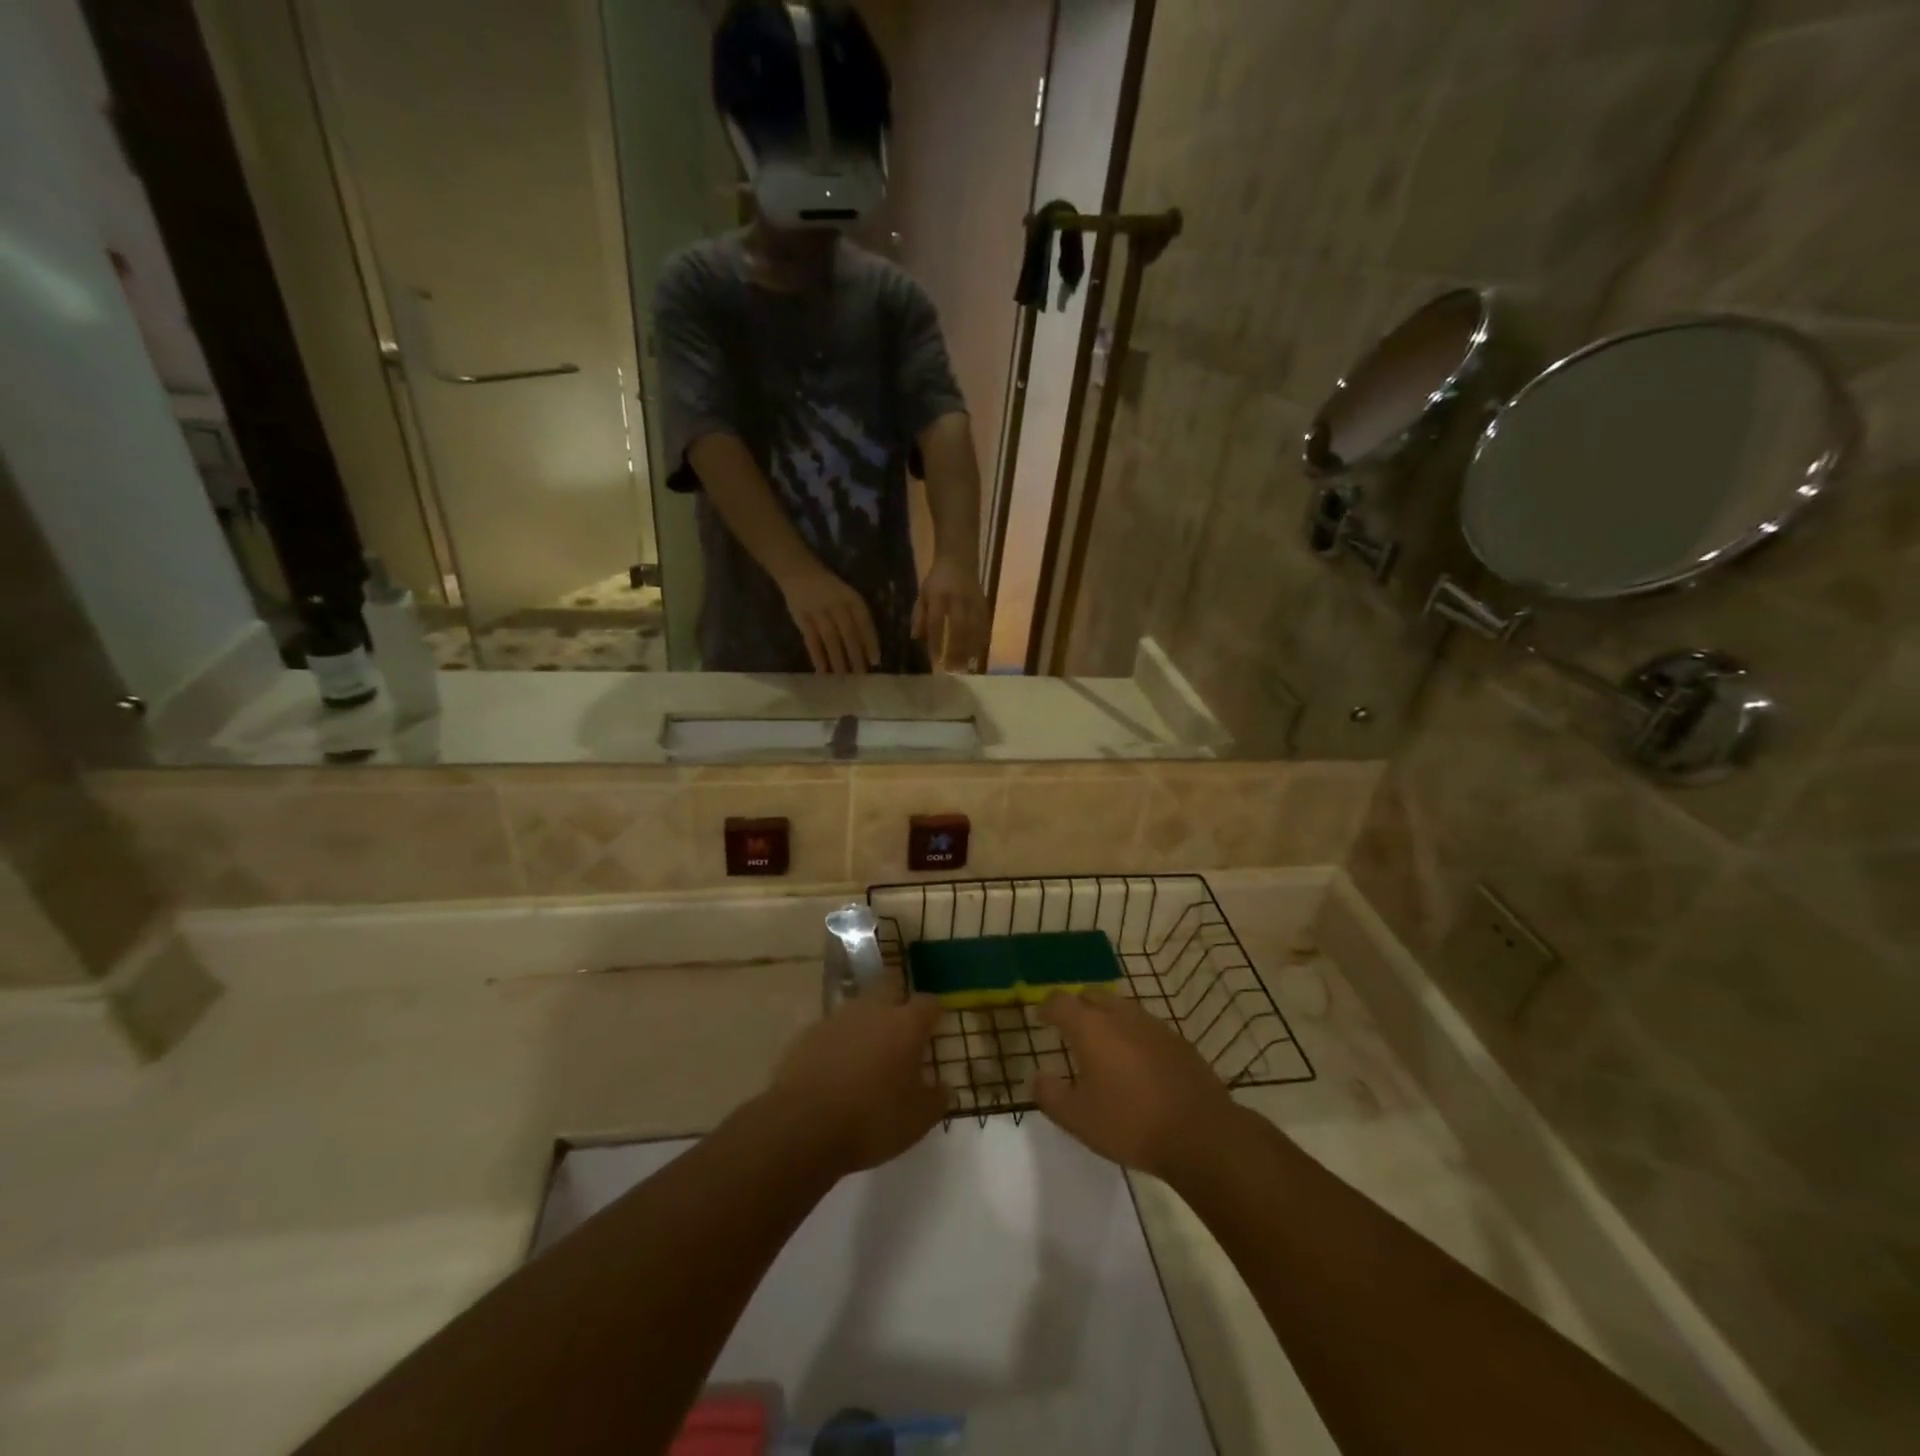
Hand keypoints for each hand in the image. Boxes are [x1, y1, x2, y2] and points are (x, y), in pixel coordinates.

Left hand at [771, 995, 948, 1174]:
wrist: (802, 1127)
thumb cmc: (872, 1120)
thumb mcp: (918, 1120)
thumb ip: (936, 1099)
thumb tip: (945, 1087)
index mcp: (906, 1024)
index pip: (928, 1002)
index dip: (933, 1013)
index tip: (934, 1027)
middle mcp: (873, 1010)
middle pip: (889, 985)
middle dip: (897, 998)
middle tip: (900, 1026)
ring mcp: (837, 1018)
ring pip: (858, 1006)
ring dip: (866, 1021)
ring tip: (867, 1052)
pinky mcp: (807, 1034)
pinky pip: (831, 1029)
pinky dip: (838, 1042)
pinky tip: (836, 1068)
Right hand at [780, 564, 880, 673]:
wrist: (799, 572)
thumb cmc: (829, 589)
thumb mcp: (847, 596)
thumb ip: (857, 617)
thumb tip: (868, 648)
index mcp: (851, 599)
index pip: (864, 623)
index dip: (871, 642)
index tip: (875, 661)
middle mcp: (837, 605)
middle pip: (849, 634)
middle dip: (856, 656)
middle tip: (860, 674)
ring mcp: (819, 612)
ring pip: (831, 640)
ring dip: (838, 660)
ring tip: (843, 677)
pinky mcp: (802, 619)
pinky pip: (811, 641)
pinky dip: (817, 657)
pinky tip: (823, 671)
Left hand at [910, 556, 986, 670]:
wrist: (959, 558)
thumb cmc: (938, 580)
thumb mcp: (923, 593)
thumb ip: (919, 615)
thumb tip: (915, 638)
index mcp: (938, 596)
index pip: (937, 622)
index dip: (936, 642)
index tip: (936, 661)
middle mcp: (957, 600)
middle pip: (959, 628)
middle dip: (957, 650)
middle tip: (954, 670)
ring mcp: (973, 602)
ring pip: (975, 628)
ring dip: (972, 649)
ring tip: (968, 667)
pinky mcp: (984, 604)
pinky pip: (985, 625)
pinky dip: (983, 641)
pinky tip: (980, 655)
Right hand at [1033, 990, 1234, 1179]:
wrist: (1201, 1134)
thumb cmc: (1130, 1123)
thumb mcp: (1077, 1119)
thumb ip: (1050, 1095)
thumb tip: (1038, 1077)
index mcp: (1091, 1027)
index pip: (1060, 1002)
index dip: (1047, 1007)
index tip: (1041, 1018)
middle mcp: (1120, 1015)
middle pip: (1091, 996)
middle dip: (1077, 1007)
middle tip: (1069, 1028)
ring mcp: (1153, 1025)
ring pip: (1121, 1008)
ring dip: (1106, 1018)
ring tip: (1102, 1045)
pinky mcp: (1177, 1040)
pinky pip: (1144, 1026)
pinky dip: (1132, 1034)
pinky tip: (1135, 1062)